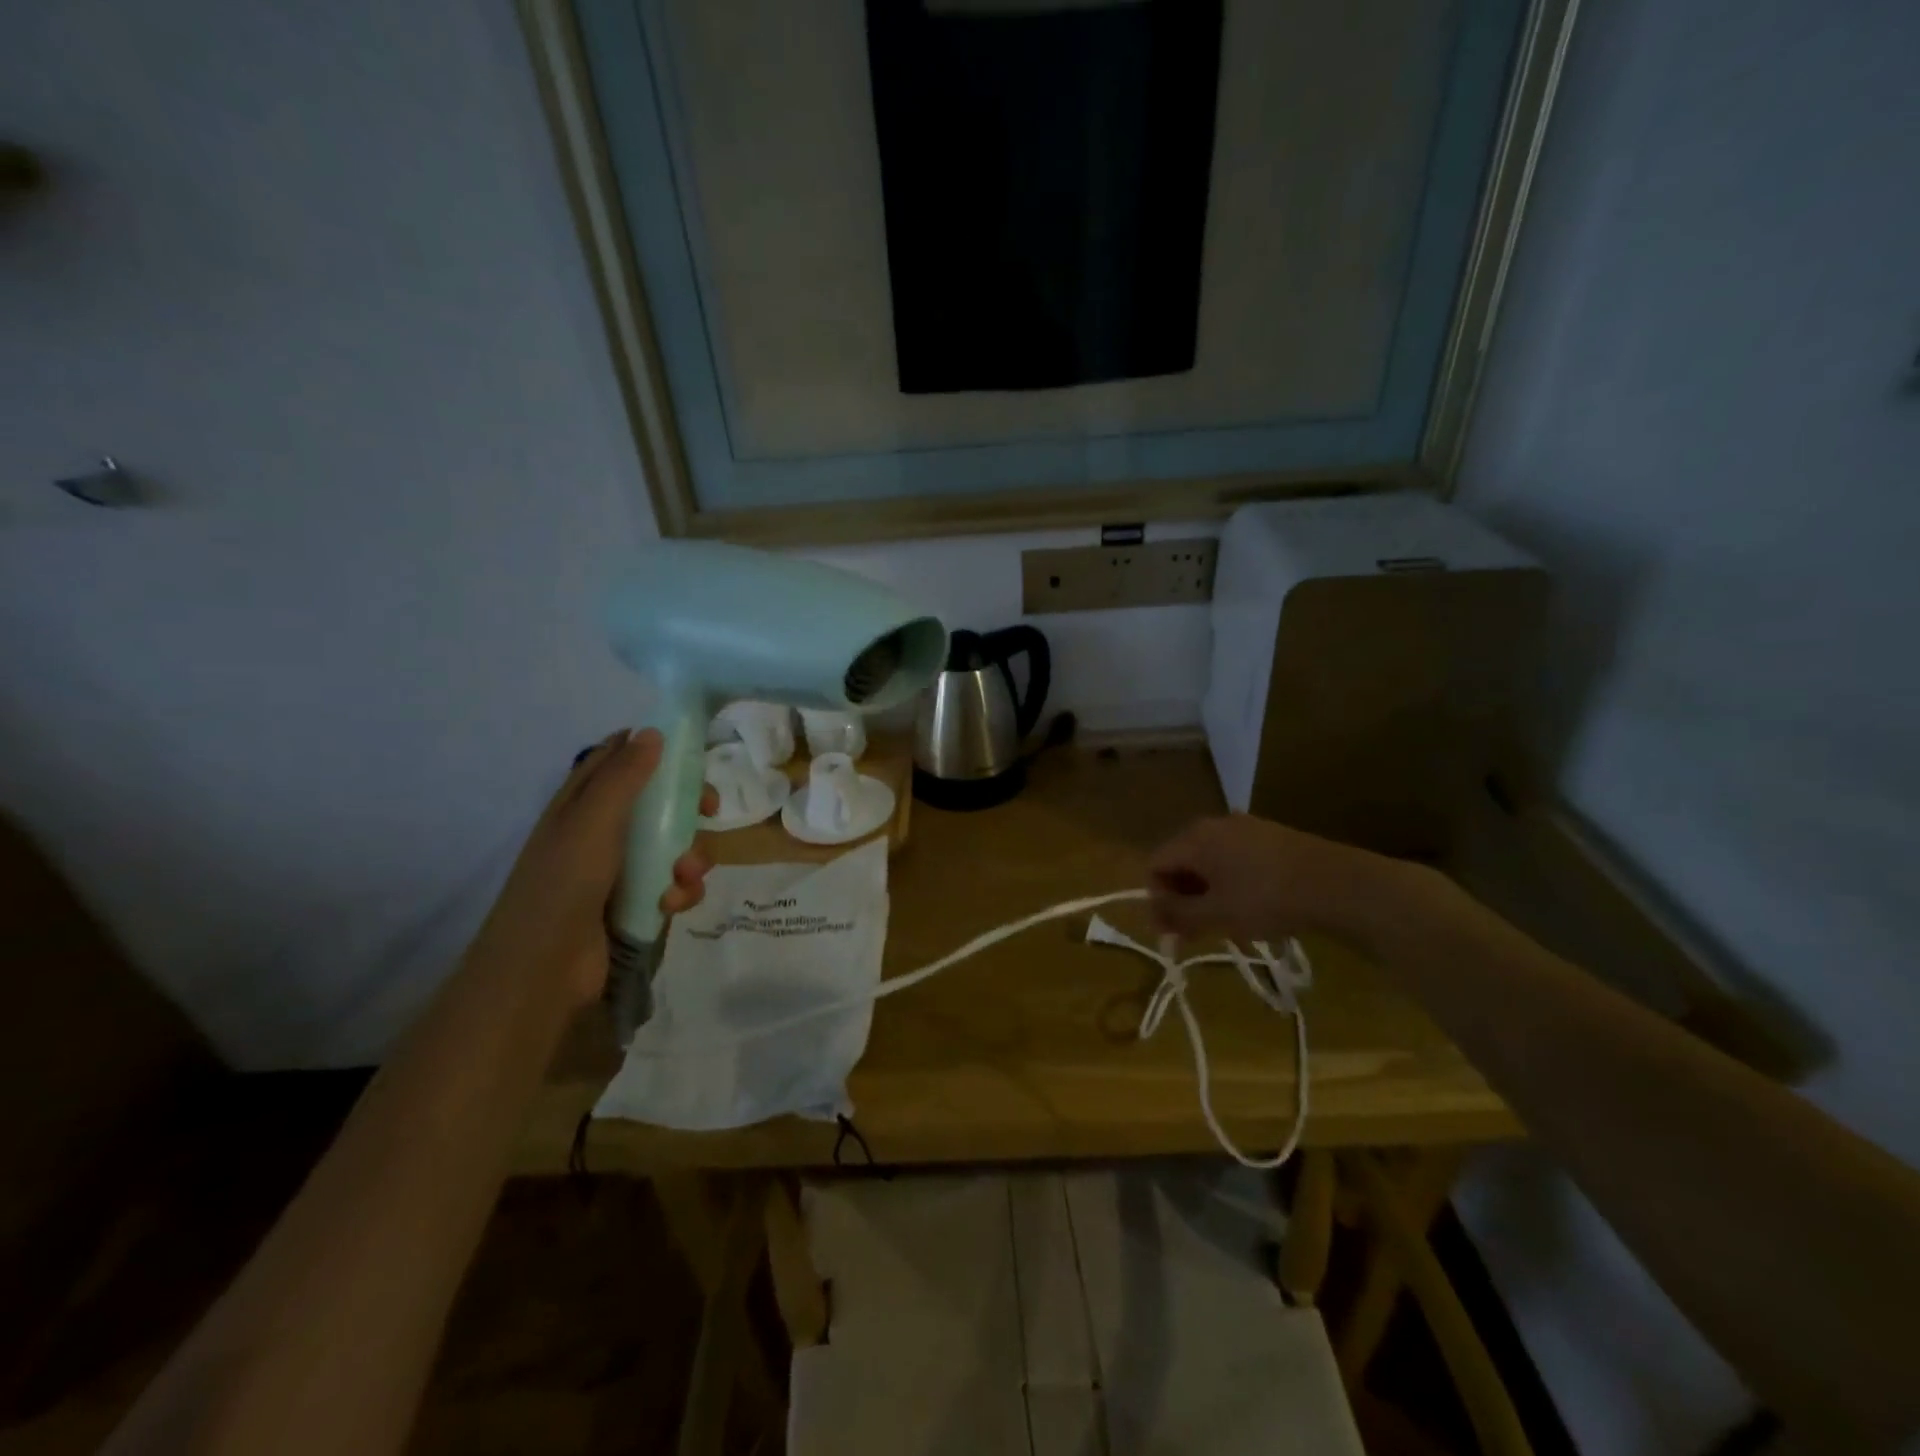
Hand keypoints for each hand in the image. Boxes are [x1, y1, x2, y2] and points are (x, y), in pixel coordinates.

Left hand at [472, 729, 716, 1004]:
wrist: (543, 969)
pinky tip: (672, 904)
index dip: (653, 751)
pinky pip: (674, 885)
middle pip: (658, 802)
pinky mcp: (637, 903)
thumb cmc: (564, 883)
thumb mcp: (593, 820)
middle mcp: (602, 831)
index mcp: (582, 803)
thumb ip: (624, 775)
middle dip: (688, 807)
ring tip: (684, 876)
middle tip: (710, 812)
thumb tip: (652, 731)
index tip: (689, 754)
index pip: (618, 760)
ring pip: (674, 845)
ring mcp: (620, 870)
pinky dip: (680, 891)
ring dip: (690, 857)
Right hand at [1146, 813, 1400, 944]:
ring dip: (1207, 894)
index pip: (1155, 865)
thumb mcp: (1217, 914)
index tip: (1171, 931)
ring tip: (1226, 925)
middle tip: (1195, 933)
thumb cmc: (1267, 899)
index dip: (1156, 899)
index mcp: (1195, 838)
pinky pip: (1235, 859)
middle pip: (1181, 862)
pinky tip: (1251, 908)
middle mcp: (1214, 825)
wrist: (1338, 884)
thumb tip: (1155, 916)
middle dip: (1182, 898)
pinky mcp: (1270, 836)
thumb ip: (1178, 915)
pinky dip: (1231, 883)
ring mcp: (1245, 827)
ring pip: (1210, 862)